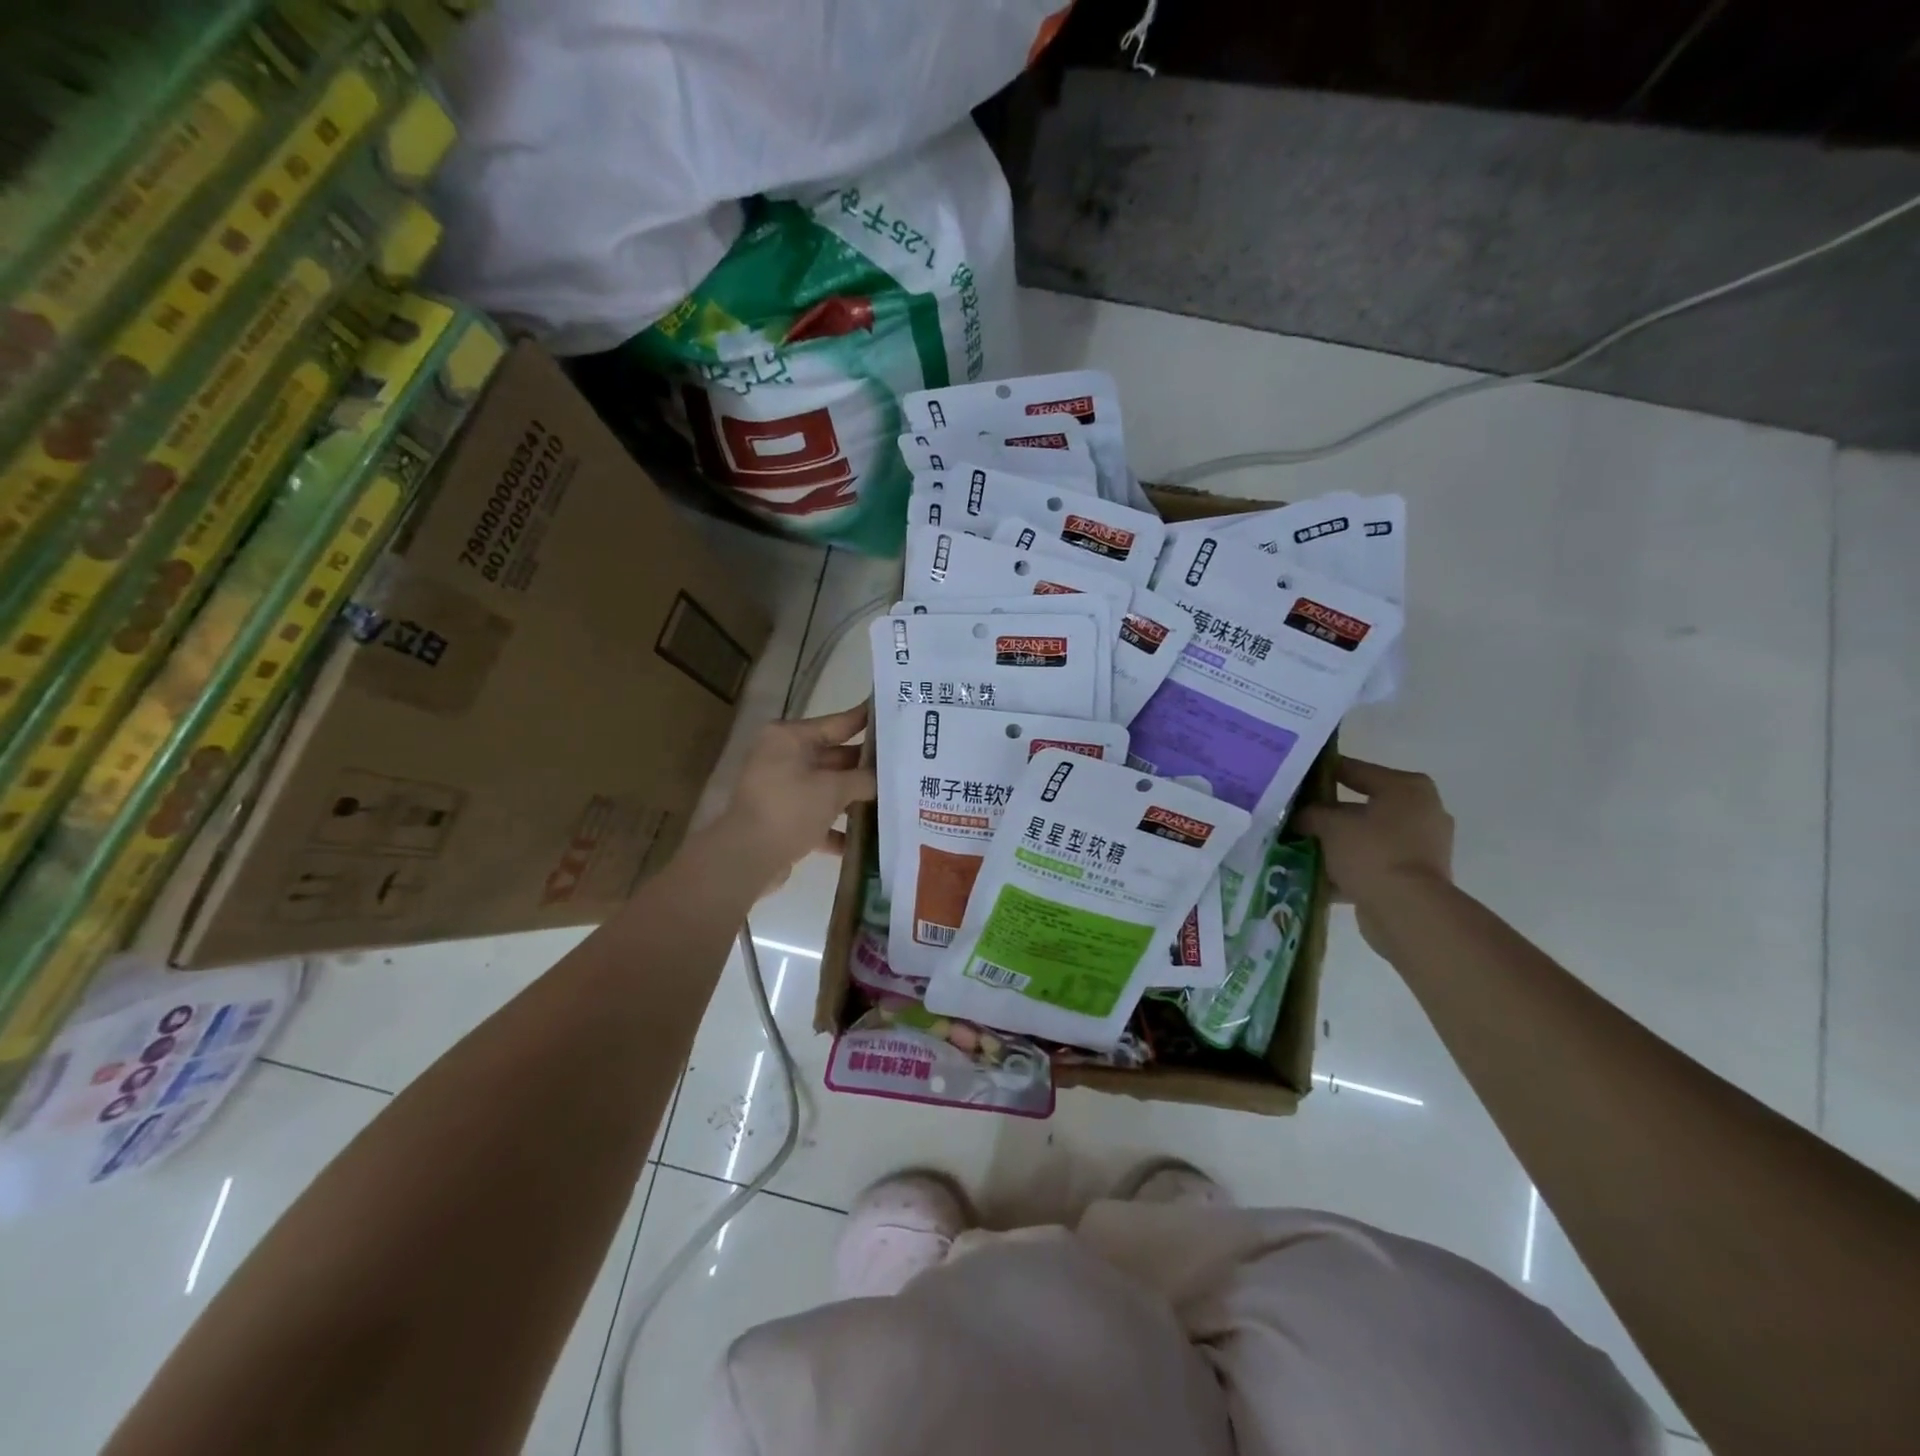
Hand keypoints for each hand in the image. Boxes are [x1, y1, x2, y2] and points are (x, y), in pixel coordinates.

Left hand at [715, 704, 877, 890]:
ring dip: (855, 798)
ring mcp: (781, 789)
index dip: (867, 720)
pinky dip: (838, 827)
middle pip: (835, 756)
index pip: (838, 722)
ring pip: (827, 788)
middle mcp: (783, 757)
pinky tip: (868, 840)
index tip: (895, 714)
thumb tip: (885, 778)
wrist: (746, 858)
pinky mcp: (782, 818)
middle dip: (867, 766)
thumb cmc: (790, 809)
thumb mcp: (834, 790)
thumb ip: (864, 779)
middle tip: (904, 765)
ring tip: (894, 801)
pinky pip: (817, 816)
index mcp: (790, 738)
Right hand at [1293, 757, 1452, 940]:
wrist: (1407, 911)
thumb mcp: (1331, 825)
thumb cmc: (1372, 853)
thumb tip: (1299, 816)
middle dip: (1329, 813)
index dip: (1323, 772)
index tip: (1296, 777)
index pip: (1355, 770)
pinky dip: (1349, 865)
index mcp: (1406, 788)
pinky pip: (1374, 862)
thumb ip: (1311, 813)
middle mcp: (1422, 811)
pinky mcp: (1416, 876)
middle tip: (1297, 815)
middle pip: (1362, 805)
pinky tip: (1318, 872)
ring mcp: (1422, 845)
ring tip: (1303, 845)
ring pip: (1367, 836)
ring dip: (1338, 841)